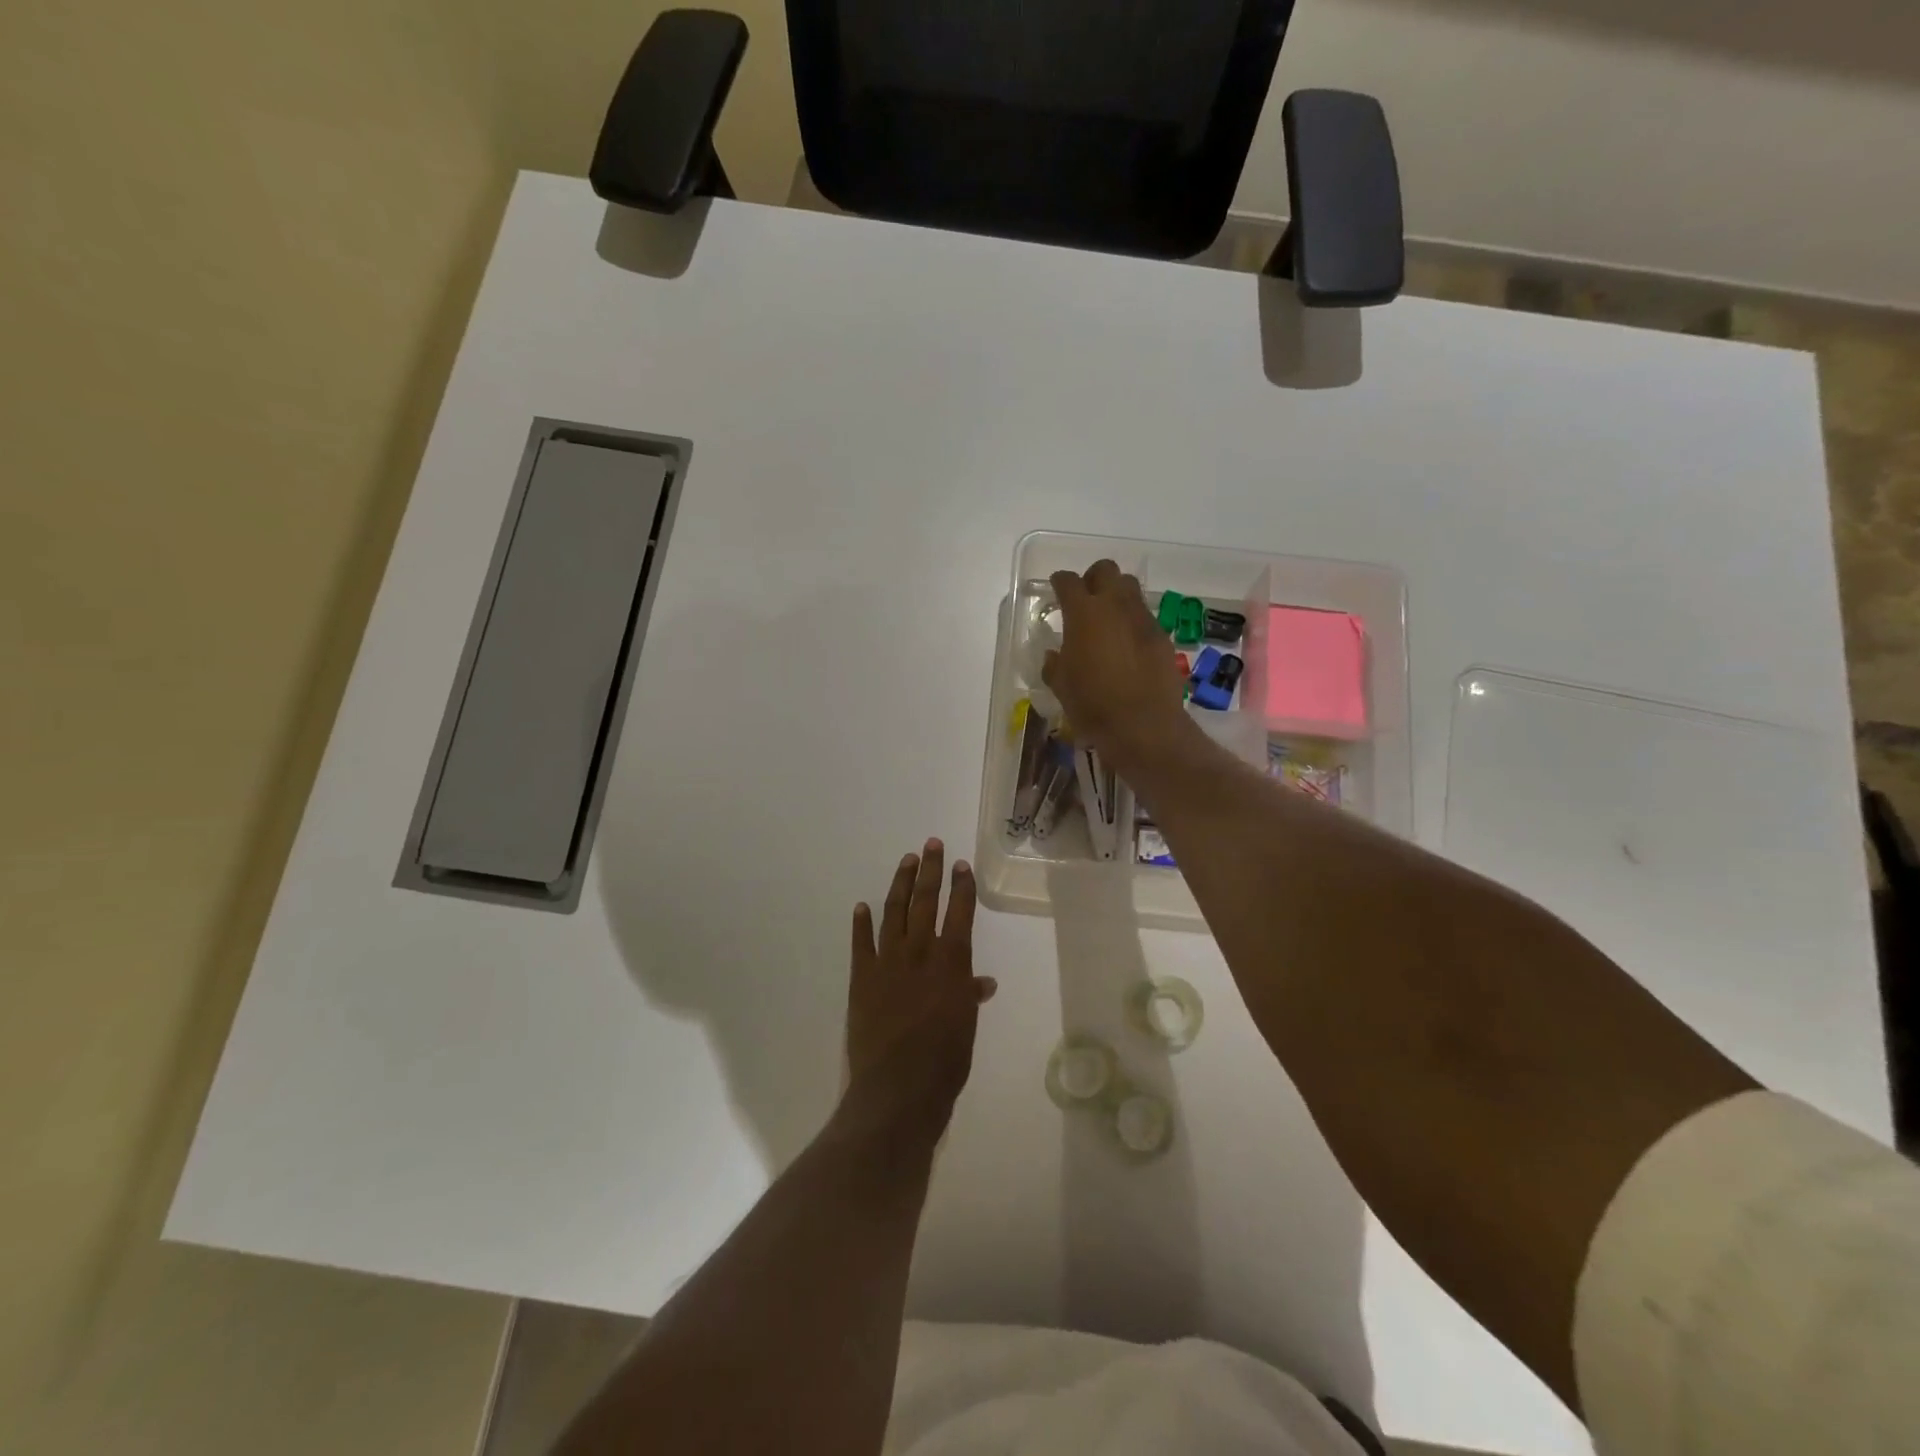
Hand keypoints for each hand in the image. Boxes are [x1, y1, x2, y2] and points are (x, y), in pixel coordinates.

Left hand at [844, 840, 996, 1143]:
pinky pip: (861, 943)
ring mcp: (888, 962)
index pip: (959, 913)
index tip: (961, 864)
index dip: (961, 886)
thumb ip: (970, 995)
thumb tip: (982, 981)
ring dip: (900, 884)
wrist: (898, 1088)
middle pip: (925, 901)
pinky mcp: (862, 977)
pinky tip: (861, 906)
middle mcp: (920, 952)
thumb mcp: (966, 1025)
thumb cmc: (944, 1060)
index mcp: (951, 962)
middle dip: (930, 871)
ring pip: (894, 912)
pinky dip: (861, 923)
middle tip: (931, 844)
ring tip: (906, 861)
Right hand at [1044, 561, 1192, 775]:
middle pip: (1106, 570)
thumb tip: (1055, 656)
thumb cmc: (1092, 704)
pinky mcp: (1162, 636)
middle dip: (1093, 579)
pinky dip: (1134, 623)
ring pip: (1130, 589)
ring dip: (1117, 597)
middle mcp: (1115, 606)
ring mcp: (1142, 619)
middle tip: (1086, 601)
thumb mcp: (1061, 686)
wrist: (1143, 725)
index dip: (1059, 583)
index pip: (1067, 581)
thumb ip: (1055, 664)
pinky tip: (1128, 647)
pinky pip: (1145, 617)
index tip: (1056, 590)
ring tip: (1109, 621)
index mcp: (1083, 613)